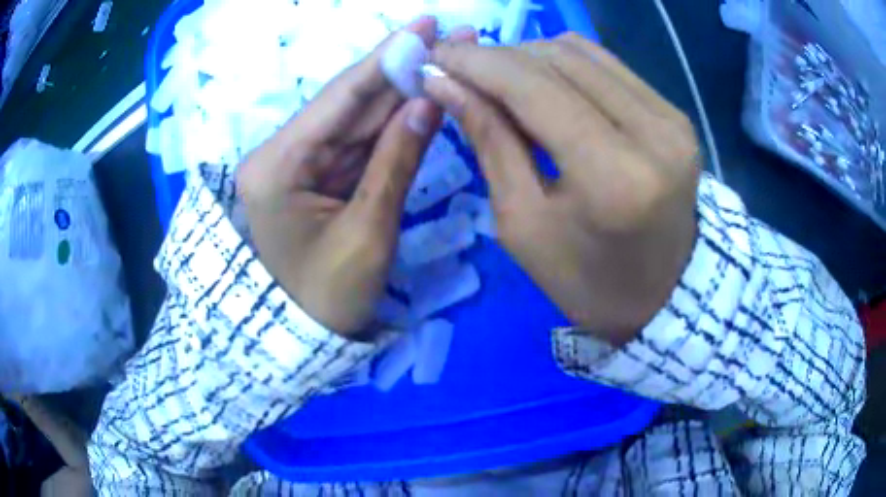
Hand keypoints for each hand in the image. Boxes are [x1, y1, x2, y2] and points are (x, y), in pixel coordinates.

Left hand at [238, 18, 474, 335]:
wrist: (306, 335)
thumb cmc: (328, 297)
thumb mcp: (367, 234)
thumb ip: (396, 162)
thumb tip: (428, 100)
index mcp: (278, 165)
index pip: (339, 99)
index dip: (385, 57)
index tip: (425, 24)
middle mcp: (283, 153)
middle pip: (350, 102)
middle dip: (402, 68)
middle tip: (451, 37)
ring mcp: (302, 162)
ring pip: (358, 118)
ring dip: (403, 90)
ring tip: (447, 59)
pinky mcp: (318, 174)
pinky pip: (360, 141)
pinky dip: (393, 121)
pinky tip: (424, 96)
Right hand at [423, 34, 699, 343]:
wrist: (662, 295)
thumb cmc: (585, 280)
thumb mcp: (523, 223)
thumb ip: (489, 140)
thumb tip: (446, 83)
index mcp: (613, 176)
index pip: (533, 88)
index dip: (477, 63)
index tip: (436, 58)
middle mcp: (652, 132)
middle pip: (558, 59)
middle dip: (498, 57)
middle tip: (460, 71)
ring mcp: (671, 117)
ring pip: (582, 52)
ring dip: (529, 56)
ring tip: (498, 78)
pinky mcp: (675, 113)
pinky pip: (608, 65)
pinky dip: (565, 64)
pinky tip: (541, 82)